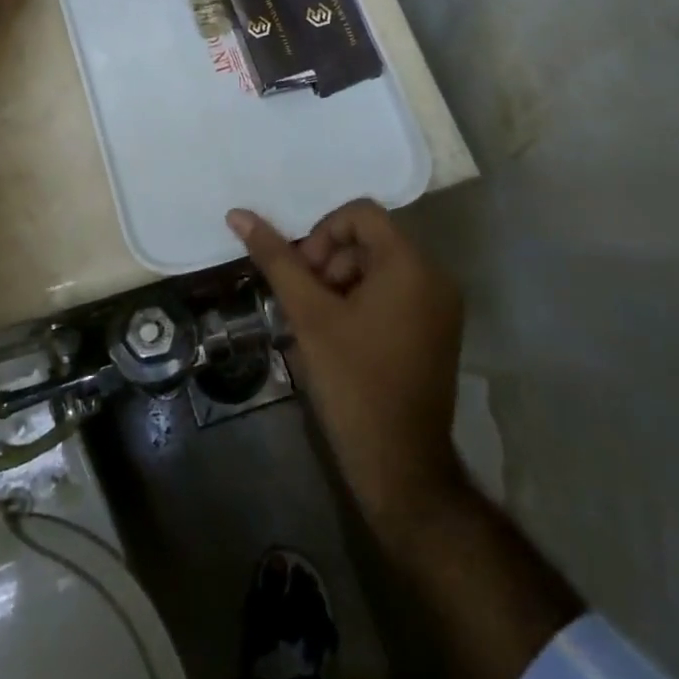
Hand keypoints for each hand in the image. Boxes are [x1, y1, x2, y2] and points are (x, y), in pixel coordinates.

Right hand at [228, 200, 467, 533]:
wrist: (400, 464)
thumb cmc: (353, 381)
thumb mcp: (308, 315)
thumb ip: (276, 259)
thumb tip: (238, 215)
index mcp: (410, 264)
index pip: (359, 214)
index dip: (322, 234)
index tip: (304, 275)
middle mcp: (434, 276)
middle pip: (369, 239)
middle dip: (330, 261)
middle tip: (306, 302)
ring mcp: (440, 305)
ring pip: (379, 266)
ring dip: (342, 282)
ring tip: (320, 323)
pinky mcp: (437, 330)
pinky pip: (395, 292)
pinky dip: (363, 300)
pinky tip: (341, 336)